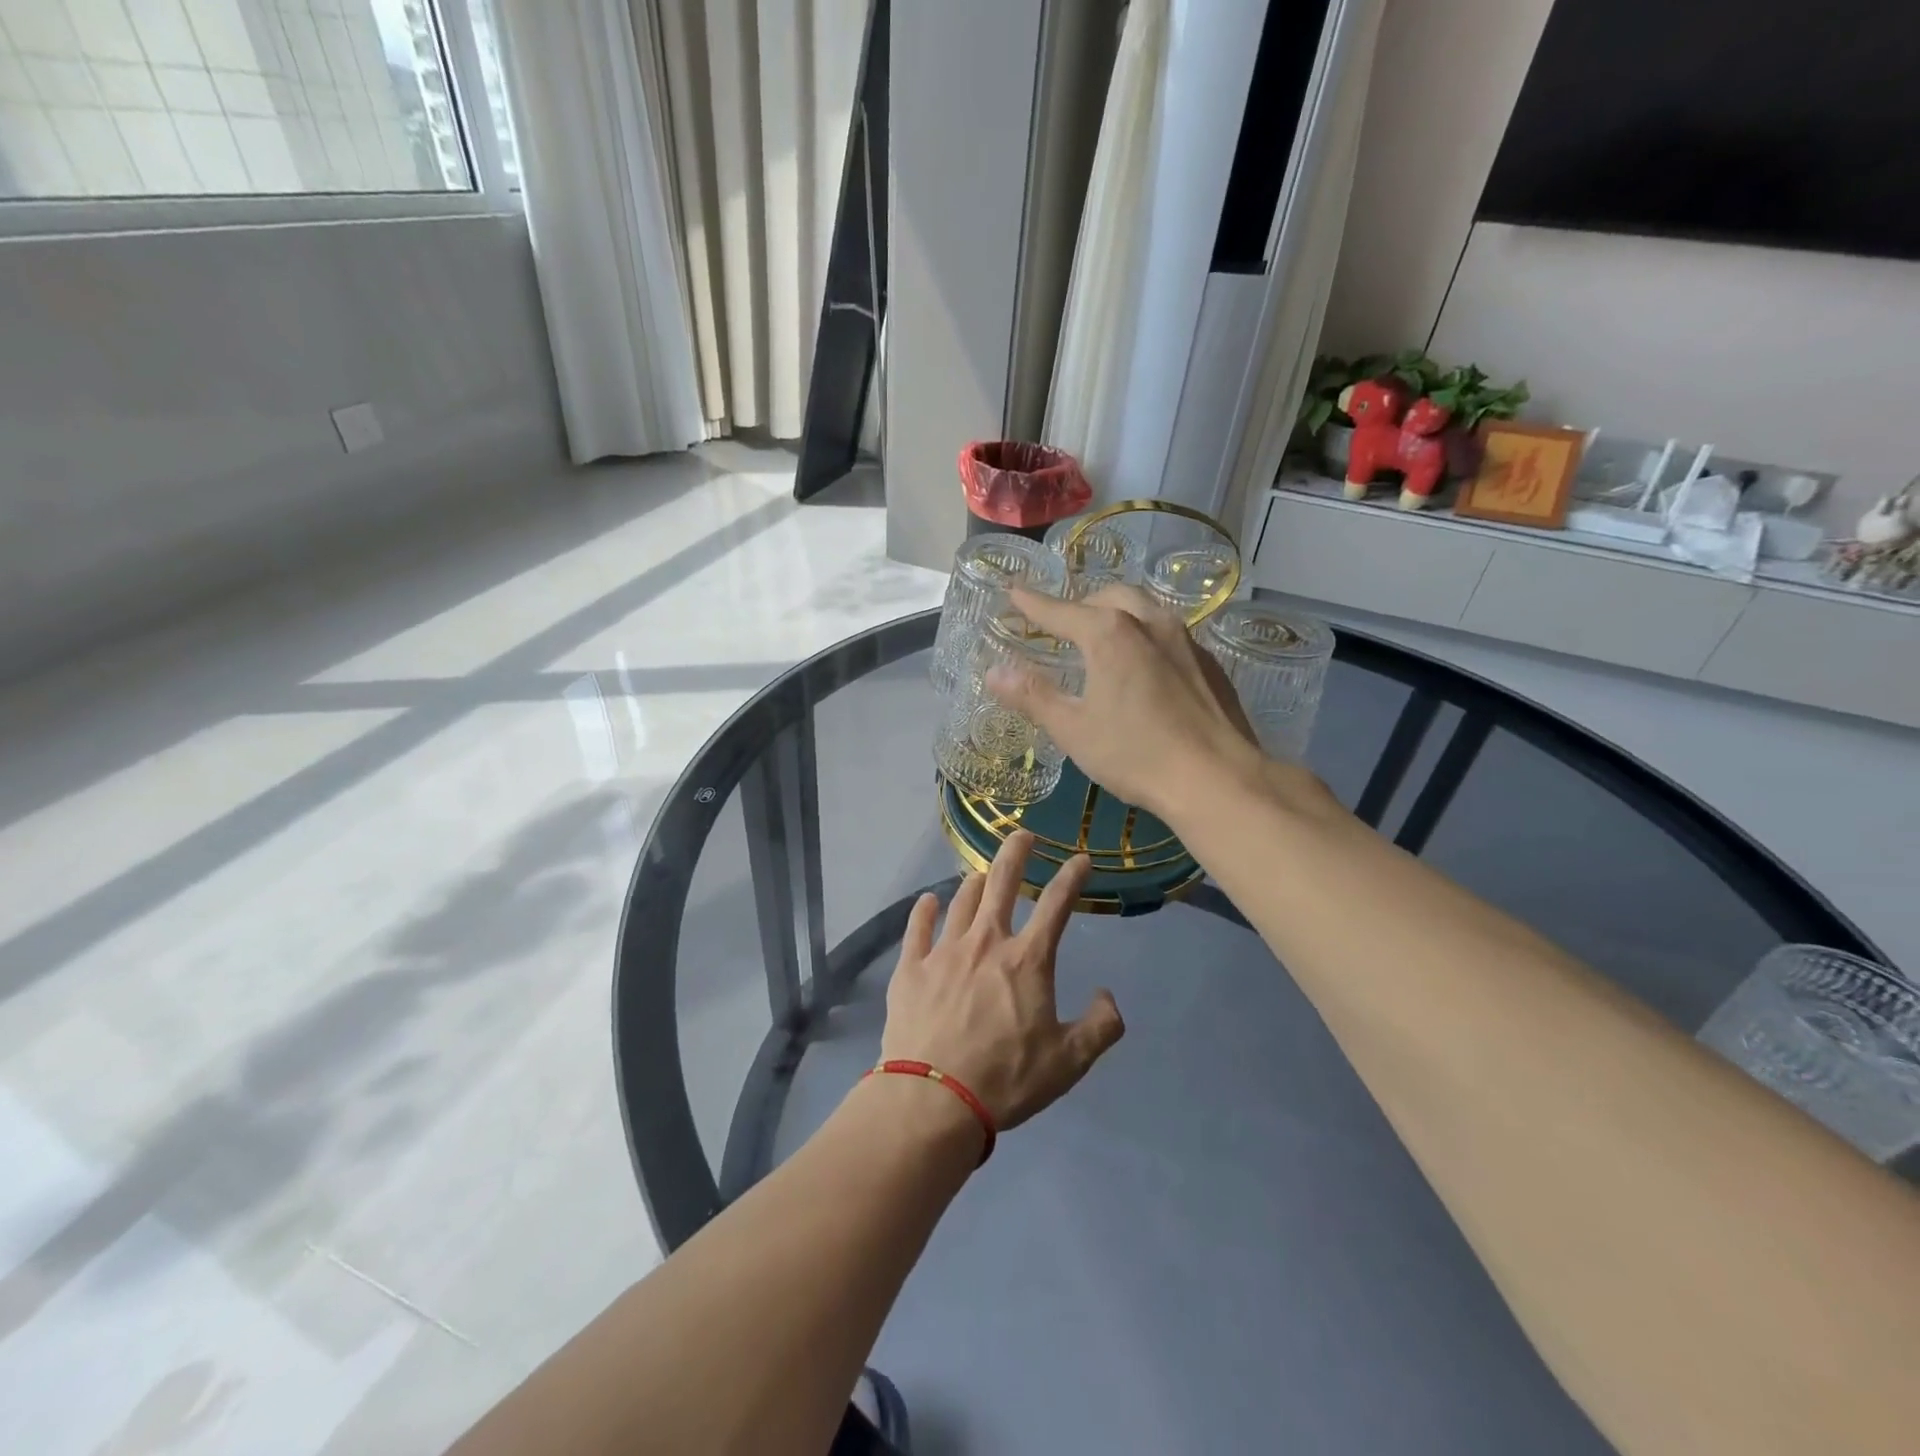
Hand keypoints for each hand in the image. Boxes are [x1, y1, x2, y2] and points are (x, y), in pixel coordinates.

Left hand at [881, 832, 1124, 1131]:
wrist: (932, 1098)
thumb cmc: (1005, 1080)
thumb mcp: (1068, 1062)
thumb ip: (1099, 1027)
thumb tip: (1108, 996)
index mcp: (1027, 960)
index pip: (1057, 905)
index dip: (1072, 877)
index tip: (1082, 859)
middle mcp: (986, 942)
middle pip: (1001, 882)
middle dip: (1016, 852)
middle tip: (1023, 834)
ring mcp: (944, 951)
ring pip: (962, 900)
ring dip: (975, 883)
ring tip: (982, 874)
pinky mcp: (911, 967)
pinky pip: (918, 927)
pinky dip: (925, 910)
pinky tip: (928, 902)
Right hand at [986, 584, 1265, 823]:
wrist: (1217, 778)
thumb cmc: (1136, 755)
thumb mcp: (1074, 729)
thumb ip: (1033, 696)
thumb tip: (994, 673)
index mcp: (1109, 633)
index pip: (1060, 610)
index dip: (1032, 602)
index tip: (1013, 590)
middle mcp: (1149, 622)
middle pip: (1108, 596)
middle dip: (1080, 604)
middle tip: (1061, 624)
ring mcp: (1185, 639)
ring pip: (1144, 609)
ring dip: (1117, 613)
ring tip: (1102, 638)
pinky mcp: (1208, 661)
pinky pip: (1168, 634)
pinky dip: (1145, 636)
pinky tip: (1144, 667)